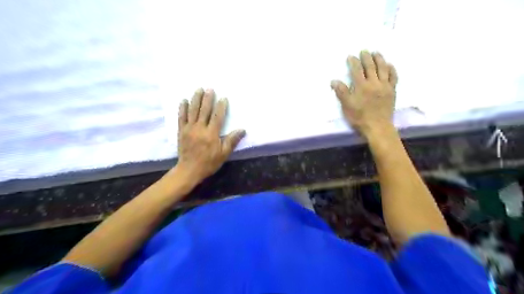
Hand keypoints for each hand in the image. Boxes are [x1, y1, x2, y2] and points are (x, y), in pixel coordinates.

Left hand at [173, 89, 243, 184]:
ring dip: (196, 99)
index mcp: (211, 133)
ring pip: (192, 110)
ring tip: (198, 89)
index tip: (223, 98)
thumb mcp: (223, 154)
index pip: (217, 116)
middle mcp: (200, 128)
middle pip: (204, 110)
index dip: (221, 106)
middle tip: (210, 88)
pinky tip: (183, 100)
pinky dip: (182, 108)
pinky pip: (181, 117)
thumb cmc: (209, 163)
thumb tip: (242, 130)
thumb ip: (232, 140)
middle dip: (208, 98)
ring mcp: (189, 128)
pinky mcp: (181, 131)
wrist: (189, 170)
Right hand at [329, 51, 399, 136]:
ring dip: (379, 59)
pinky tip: (389, 65)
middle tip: (364, 50)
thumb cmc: (359, 117)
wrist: (377, 127)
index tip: (351, 56)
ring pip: (383, 69)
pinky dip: (391, 69)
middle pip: (370, 66)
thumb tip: (334, 81)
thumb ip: (341, 92)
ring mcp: (385, 86)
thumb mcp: (347, 106)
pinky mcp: (392, 91)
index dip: (353, 62)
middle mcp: (374, 83)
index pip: (356, 70)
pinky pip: (393, 77)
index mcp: (361, 86)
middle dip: (366, 57)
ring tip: (376, 52)